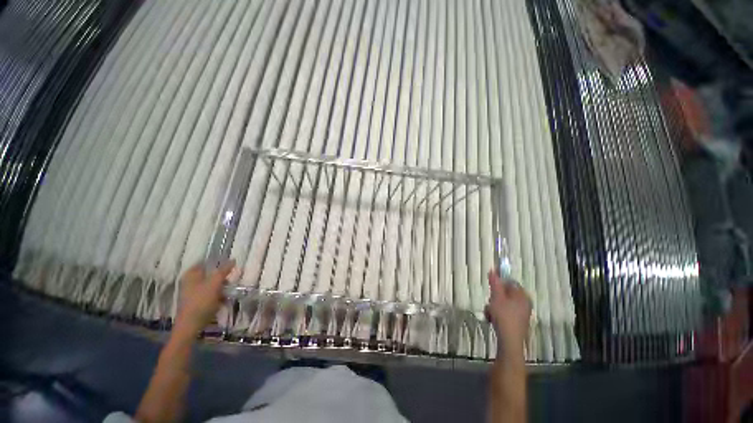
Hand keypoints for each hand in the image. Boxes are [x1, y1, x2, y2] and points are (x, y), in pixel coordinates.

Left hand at [174, 260, 234, 336]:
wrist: (190, 326)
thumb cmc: (201, 301)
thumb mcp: (215, 283)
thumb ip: (223, 271)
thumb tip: (233, 260)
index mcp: (191, 275)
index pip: (204, 263)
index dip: (216, 262)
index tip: (228, 265)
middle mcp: (189, 282)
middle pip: (209, 275)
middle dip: (220, 277)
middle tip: (230, 279)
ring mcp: (192, 294)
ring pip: (210, 285)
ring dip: (220, 287)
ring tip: (229, 291)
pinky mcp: (196, 303)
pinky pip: (209, 295)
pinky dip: (217, 296)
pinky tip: (223, 300)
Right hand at [486, 270, 531, 355]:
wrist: (510, 341)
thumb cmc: (504, 316)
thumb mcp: (497, 297)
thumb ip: (495, 283)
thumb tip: (493, 270)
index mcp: (522, 296)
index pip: (510, 282)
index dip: (499, 283)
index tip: (490, 287)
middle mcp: (524, 303)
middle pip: (506, 293)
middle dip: (495, 296)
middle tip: (490, 301)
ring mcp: (521, 314)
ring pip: (504, 303)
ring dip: (494, 305)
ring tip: (489, 312)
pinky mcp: (517, 322)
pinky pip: (505, 312)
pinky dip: (498, 314)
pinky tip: (492, 319)